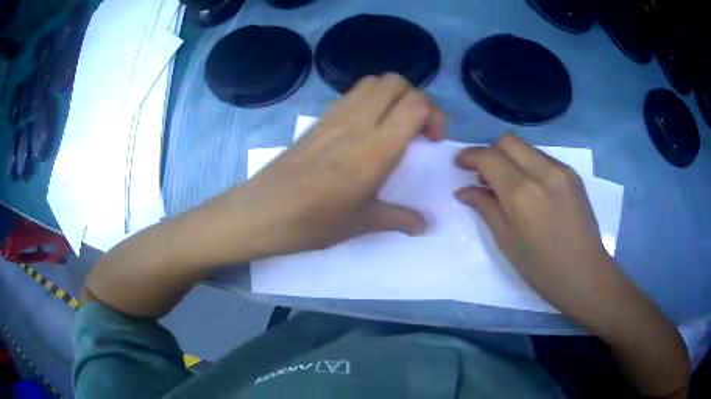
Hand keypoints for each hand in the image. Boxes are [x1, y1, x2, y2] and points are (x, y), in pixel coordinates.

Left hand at [223, 74, 444, 256]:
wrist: (262, 212)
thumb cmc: (313, 221)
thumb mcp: (361, 223)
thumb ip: (399, 219)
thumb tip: (423, 225)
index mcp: (375, 149)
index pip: (415, 105)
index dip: (434, 114)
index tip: (432, 141)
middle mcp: (357, 123)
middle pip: (396, 82)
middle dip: (417, 98)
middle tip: (417, 128)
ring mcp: (334, 117)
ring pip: (372, 82)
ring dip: (392, 94)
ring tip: (394, 123)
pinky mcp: (318, 120)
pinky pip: (352, 94)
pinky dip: (370, 98)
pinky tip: (366, 128)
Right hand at [453, 134, 617, 315]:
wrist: (586, 274)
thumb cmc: (542, 268)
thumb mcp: (507, 242)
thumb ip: (485, 209)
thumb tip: (464, 191)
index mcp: (522, 193)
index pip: (489, 157)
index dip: (470, 157)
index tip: (460, 166)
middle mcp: (543, 172)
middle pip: (508, 141)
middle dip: (490, 152)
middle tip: (483, 175)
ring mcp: (562, 170)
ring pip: (526, 148)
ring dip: (510, 158)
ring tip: (507, 184)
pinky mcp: (573, 175)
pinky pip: (543, 158)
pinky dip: (529, 165)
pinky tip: (530, 189)